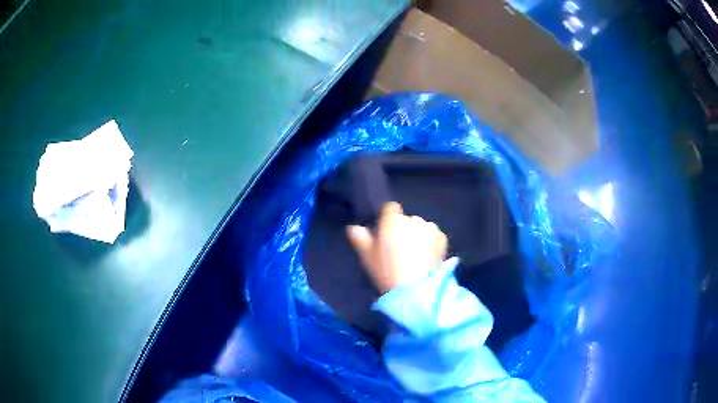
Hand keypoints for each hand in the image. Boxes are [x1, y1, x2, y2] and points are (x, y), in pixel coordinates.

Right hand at [346, 202, 447, 293]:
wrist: (416, 289)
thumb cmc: (387, 271)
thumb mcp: (367, 257)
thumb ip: (360, 238)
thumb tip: (353, 227)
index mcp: (393, 220)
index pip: (390, 207)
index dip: (387, 219)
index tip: (384, 233)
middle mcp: (413, 219)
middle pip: (406, 219)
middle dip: (403, 229)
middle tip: (398, 249)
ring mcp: (430, 228)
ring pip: (421, 227)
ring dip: (418, 235)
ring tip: (414, 255)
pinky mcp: (443, 239)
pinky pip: (433, 235)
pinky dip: (430, 242)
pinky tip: (426, 257)